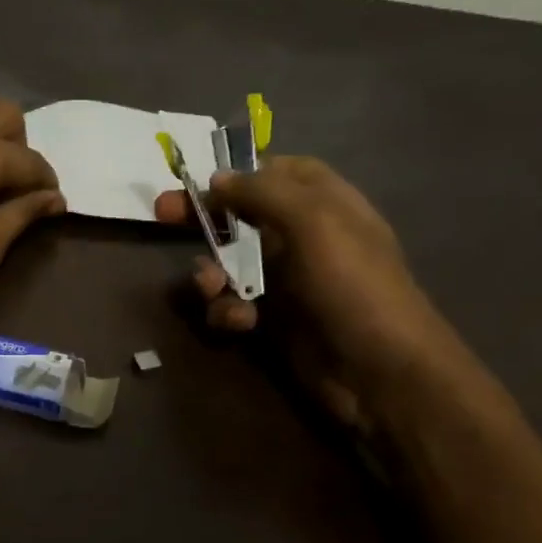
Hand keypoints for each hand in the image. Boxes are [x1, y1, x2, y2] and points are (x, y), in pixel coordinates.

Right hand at [155, 156, 466, 429]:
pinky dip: (227, 311)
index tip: (201, 178)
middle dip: (205, 217)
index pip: (280, 171)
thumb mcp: (313, 222)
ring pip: (230, 264)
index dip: (241, 171)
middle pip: (243, 216)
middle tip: (162, 214)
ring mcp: (288, 282)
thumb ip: (263, 193)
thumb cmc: (351, 285)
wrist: (379, 371)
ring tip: (210, 288)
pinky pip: (233, 305)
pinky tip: (239, 323)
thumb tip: (217, 178)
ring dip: (211, 273)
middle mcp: (304, 238)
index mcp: (326, 203)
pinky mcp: (273, 321)